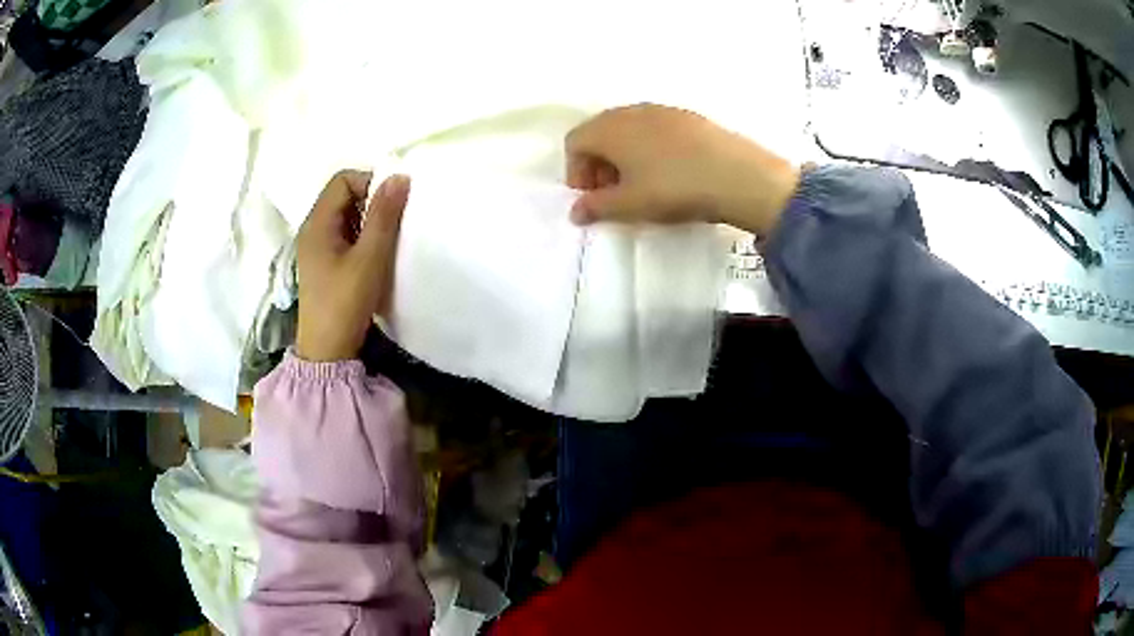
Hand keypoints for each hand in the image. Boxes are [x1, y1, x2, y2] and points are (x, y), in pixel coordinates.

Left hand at [295, 171, 409, 361]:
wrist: (327, 350)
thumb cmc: (345, 302)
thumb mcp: (369, 257)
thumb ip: (384, 216)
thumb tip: (399, 177)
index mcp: (317, 223)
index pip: (343, 180)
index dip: (370, 182)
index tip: (393, 203)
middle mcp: (312, 229)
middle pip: (343, 195)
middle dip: (371, 201)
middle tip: (394, 221)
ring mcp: (316, 248)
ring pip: (345, 216)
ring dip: (368, 220)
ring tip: (387, 240)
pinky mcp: (324, 264)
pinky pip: (344, 235)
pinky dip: (362, 236)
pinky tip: (375, 256)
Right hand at [565, 104, 799, 234]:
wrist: (736, 175)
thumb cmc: (673, 188)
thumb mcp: (630, 205)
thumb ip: (596, 207)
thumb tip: (575, 211)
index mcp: (608, 128)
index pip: (574, 142)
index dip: (576, 172)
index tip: (591, 197)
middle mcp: (630, 111)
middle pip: (599, 132)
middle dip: (598, 163)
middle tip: (613, 192)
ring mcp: (661, 110)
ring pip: (628, 129)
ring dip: (624, 155)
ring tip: (642, 183)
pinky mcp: (687, 116)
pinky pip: (655, 128)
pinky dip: (649, 147)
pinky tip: (669, 171)